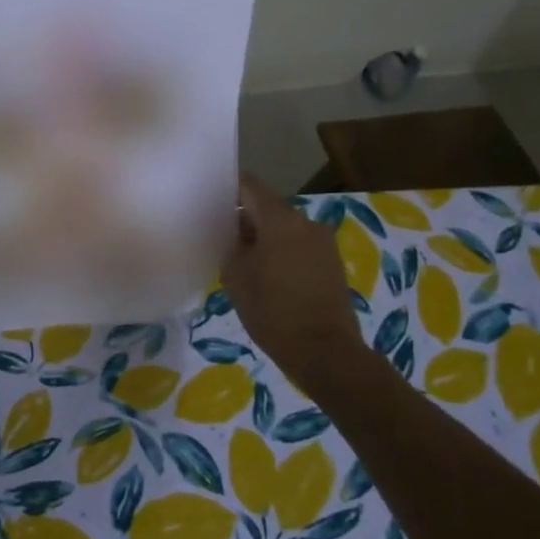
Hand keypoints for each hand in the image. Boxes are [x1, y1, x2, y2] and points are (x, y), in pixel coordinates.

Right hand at [221, 173, 362, 388]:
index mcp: (280, 219)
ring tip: (242, 260)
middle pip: (267, 207)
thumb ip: (230, 244)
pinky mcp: (331, 262)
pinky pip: (299, 245)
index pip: (249, 185)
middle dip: (244, 218)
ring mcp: (323, 242)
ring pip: (284, 228)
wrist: (325, 352)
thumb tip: (232, 232)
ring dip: (264, 237)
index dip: (227, 188)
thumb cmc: (273, 311)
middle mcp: (305, 222)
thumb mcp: (236, 276)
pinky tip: (267, 275)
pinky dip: (281, 252)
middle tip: (219, 236)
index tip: (208, 198)